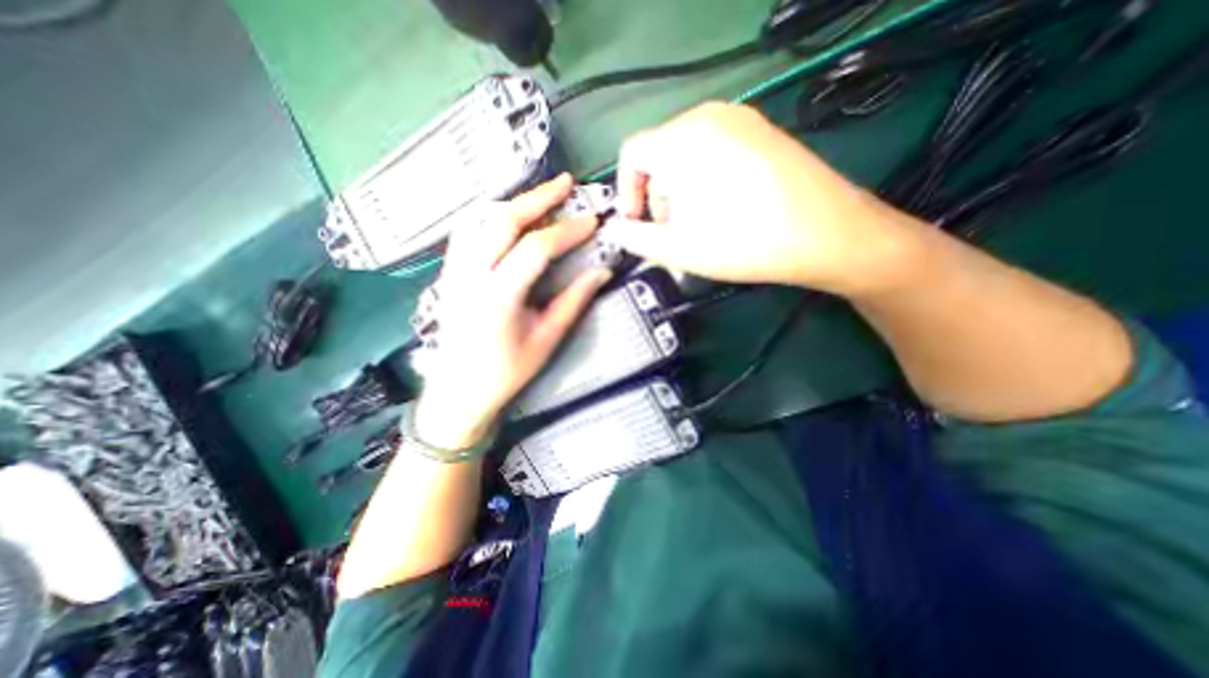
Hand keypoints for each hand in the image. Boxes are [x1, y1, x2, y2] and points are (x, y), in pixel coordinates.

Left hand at [413, 174, 614, 450]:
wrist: (460, 390)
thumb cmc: (506, 372)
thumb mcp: (547, 340)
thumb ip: (573, 302)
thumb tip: (601, 272)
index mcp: (498, 297)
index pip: (535, 249)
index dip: (567, 232)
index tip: (592, 222)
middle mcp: (471, 276)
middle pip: (502, 221)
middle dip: (537, 198)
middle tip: (565, 183)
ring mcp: (454, 271)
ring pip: (479, 219)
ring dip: (513, 203)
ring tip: (540, 197)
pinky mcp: (448, 272)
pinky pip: (466, 230)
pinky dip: (490, 215)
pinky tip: (507, 215)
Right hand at [609, 102, 922, 295]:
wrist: (827, 234)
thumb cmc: (742, 242)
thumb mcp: (677, 249)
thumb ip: (635, 238)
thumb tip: (615, 230)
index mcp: (682, 139)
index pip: (631, 154)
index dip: (626, 192)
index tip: (638, 225)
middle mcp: (709, 117)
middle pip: (660, 154)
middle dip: (656, 196)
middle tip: (671, 232)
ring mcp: (741, 120)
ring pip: (687, 155)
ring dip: (680, 192)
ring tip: (698, 226)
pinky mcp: (762, 132)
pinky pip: (715, 152)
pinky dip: (705, 181)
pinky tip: (724, 210)